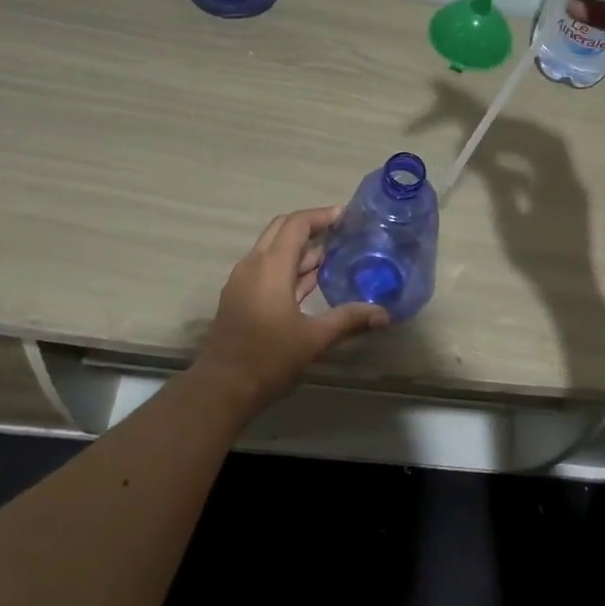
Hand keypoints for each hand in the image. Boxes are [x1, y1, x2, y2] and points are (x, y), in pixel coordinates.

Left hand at [193, 207, 387, 410]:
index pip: (296, 224)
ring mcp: (243, 282)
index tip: (346, 216)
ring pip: (272, 250)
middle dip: (310, 226)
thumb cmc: (268, 358)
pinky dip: (289, 267)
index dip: (321, 216)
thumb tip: (383, 313)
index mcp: (270, 267)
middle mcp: (253, 266)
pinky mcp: (240, 298)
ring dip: (299, 248)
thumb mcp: (314, 339)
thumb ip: (349, 320)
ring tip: (333, 255)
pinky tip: (311, 282)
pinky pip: (266, 269)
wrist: (221, 389)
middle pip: (280, 230)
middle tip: (340, 231)